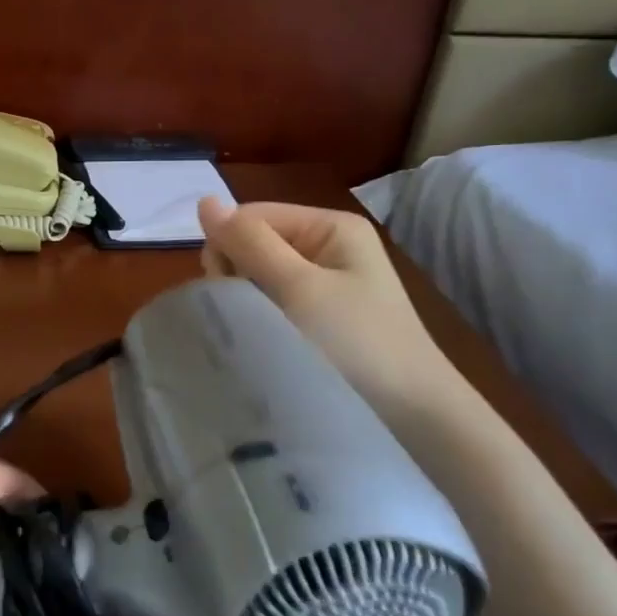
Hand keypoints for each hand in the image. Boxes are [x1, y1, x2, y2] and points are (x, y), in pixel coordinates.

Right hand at [197, 198, 462, 418]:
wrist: (413, 414)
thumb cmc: (357, 343)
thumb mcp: (300, 288)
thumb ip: (250, 244)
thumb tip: (204, 201)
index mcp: (330, 226)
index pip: (251, 216)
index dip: (229, 247)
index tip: (227, 290)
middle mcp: (327, 247)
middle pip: (254, 244)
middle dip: (237, 275)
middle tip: (249, 315)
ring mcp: (325, 283)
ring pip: (258, 276)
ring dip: (247, 300)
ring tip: (259, 333)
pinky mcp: (320, 315)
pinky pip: (273, 302)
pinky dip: (261, 318)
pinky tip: (266, 341)